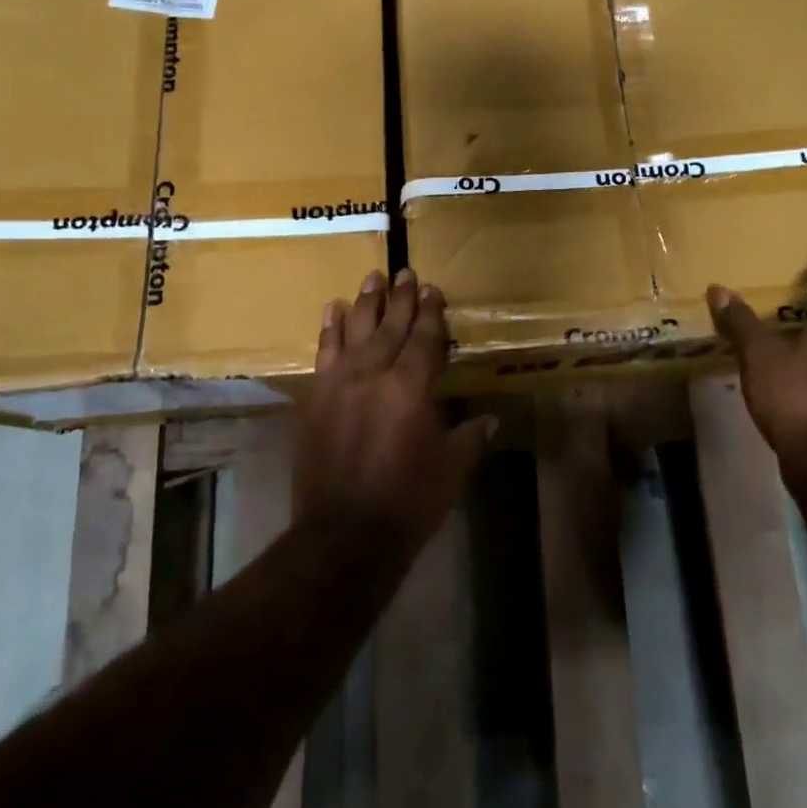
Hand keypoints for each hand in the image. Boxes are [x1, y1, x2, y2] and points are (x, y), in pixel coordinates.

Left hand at [298, 269, 493, 551]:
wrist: (344, 535)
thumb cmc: (408, 501)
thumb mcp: (452, 468)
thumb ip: (471, 436)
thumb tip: (491, 417)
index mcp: (411, 387)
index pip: (424, 338)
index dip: (430, 312)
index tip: (432, 289)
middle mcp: (373, 375)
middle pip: (390, 327)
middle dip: (401, 298)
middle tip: (405, 272)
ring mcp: (339, 384)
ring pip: (355, 332)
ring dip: (365, 303)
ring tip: (373, 277)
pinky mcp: (315, 399)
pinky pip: (323, 354)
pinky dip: (330, 330)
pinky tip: (333, 310)